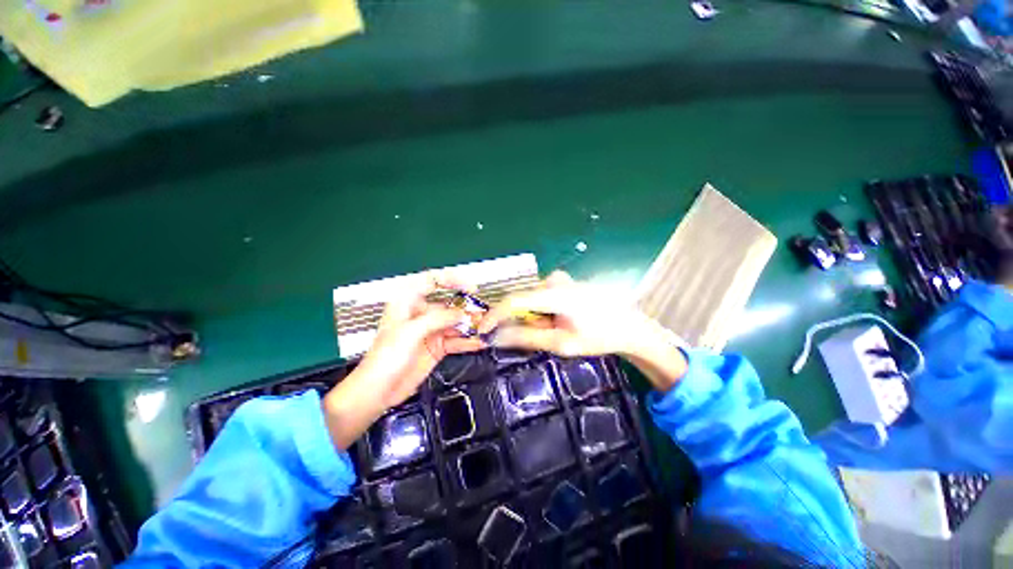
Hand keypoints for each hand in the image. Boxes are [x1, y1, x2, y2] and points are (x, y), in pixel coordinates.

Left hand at [323, 272, 484, 449]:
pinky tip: (479, 342)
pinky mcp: (437, 347)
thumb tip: (460, 313)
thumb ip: (437, 319)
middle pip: (449, 304)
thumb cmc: (385, 358)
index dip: (452, 280)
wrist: (378, 391)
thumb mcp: (410, 332)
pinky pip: (456, 340)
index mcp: (408, 303)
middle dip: (466, 307)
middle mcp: (421, 314)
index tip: (469, 288)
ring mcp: (430, 331)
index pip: (432, 281)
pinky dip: (468, 341)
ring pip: (455, 323)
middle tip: (482, 312)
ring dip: (470, 325)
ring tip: (485, 327)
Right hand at [478, 271, 687, 391]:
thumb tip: (497, 337)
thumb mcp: (561, 343)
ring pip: (532, 300)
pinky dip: (542, 312)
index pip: (513, 300)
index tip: (482, 331)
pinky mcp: (564, 282)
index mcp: (554, 293)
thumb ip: (527, 338)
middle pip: (522, 300)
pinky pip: (542, 297)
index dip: (494, 315)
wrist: (629, 327)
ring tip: (555, 332)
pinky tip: (559, 322)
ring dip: (534, 318)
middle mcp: (554, 280)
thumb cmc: (598, 337)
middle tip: (533, 338)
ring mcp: (560, 280)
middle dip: (520, 321)